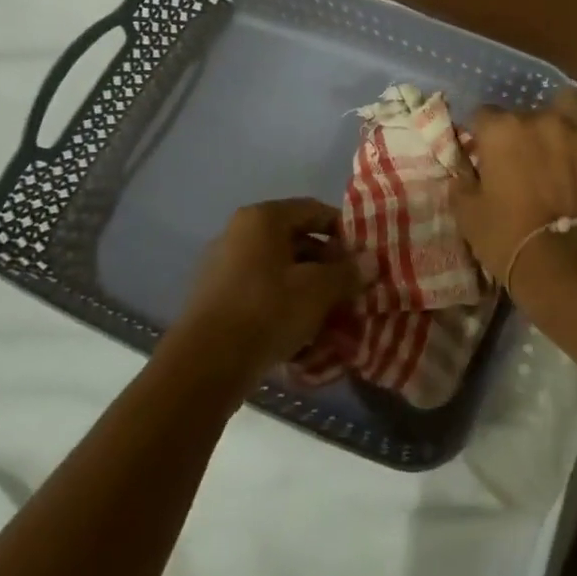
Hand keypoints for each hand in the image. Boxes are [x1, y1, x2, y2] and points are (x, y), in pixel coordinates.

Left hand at [171, 199, 363, 387]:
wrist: (205, 365)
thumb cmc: (267, 311)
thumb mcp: (318, 290)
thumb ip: (348, 272)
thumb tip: (371, 261)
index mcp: (262, 218)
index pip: (313, 210)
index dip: (343, 230)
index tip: (363, 254)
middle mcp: (239, 233)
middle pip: (295, 239)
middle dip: (327, 263)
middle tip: (351, 287)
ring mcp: (223, 266)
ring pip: (278, 269)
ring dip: (307, 286)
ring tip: (331, 312)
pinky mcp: (216, 299)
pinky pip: (260, 291)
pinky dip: (283, 303)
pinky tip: (301, 329)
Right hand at [453, 86, 576, 282]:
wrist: (565, 264)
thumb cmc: (508, 238)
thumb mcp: (468, 216)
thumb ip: (462, 185)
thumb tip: (462, 173)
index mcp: (501, 131)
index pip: (483, 115)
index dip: (481, 134)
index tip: (482, 153)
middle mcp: (540, 119)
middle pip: (526, 109)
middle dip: (521, 129)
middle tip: (521, 155)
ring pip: (571, 99)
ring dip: (563, 109)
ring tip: (560, 127)